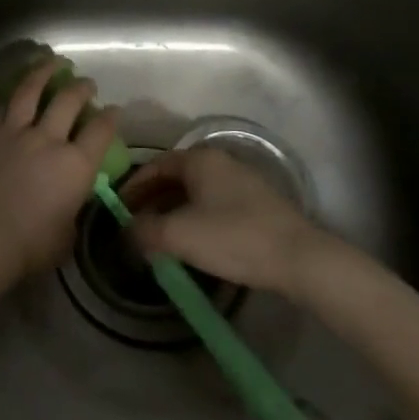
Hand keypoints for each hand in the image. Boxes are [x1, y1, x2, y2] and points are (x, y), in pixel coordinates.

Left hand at [0, 56, 121, 283]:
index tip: (115, 111)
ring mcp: (14, 132)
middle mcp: (48, 139)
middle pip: (69, 101)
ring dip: (44, 73)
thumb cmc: (27, 246)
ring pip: (31, 91)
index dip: (111, 118)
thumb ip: (71, 209)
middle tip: (87, 84)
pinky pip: (2, 108)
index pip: (101, 132)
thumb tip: (69, 200)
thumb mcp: (65, 235)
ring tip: (53, 62)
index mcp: (76, 165)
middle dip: (82, 88)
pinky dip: (13, 98)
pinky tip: (15, 94)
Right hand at [119, 146, 333, 297]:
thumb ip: (143, 231)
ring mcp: (243, 183)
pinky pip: (215, 205)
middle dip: (152, 201)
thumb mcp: (177, 235)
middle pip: (175, 178)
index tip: (118, 210)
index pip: (154, 166)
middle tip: (136, 225)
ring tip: (160, 238)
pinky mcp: (259, 206)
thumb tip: (126, 233)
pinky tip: (194, 243)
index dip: (132, 187)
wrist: (300, 260)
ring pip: (196, 193)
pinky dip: (196, 219)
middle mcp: (220, 162)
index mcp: (199, 160)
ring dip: (173, 212)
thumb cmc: (232, 237)